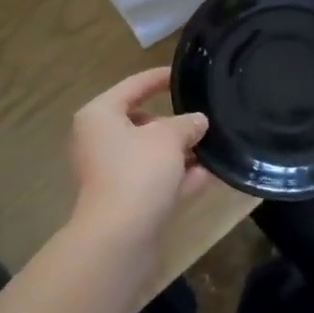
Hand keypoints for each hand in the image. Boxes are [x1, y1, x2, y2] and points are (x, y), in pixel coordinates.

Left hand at [68, 68, 209, 248]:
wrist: (119, 238)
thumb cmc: (138, 172)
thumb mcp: (169, 138)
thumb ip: (186, 124)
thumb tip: (198, 121)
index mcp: (100, 115)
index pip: (134, 85)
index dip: (160, 78)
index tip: (184, 74)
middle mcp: (100, 140)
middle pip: (142, 121)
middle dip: (175, 122)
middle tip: (205, 116)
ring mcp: (110, 172)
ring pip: (150, 153)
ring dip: (180, 151)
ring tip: (213, 145)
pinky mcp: (123, 200)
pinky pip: (155, 179)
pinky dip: (178, 176)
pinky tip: (210, 174)